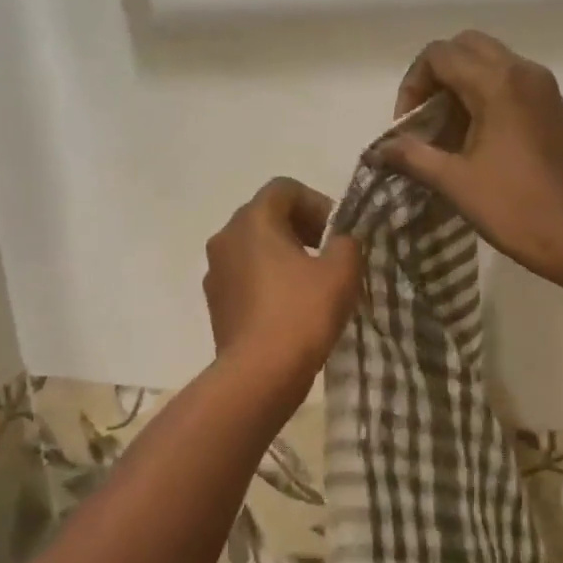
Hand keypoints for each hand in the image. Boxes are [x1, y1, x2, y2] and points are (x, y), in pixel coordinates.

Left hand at [204, 178, 360, 390]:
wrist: (260, 373)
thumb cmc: (302, 312)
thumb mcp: (342, 271)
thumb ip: (347, 243)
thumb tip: (340, 242)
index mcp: (252, 220)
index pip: (284, 189)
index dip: (317, 202)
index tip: (337, 233)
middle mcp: (225, 238)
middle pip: (266, 216)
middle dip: (301, 229)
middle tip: (329, 255)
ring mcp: (215, 272)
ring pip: (254, 249)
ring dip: (284, 256)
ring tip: (312, 284)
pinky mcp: (216, 304)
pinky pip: (246, 278)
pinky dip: (269, 281)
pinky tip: (292, 308)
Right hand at [379, 31, 562, 283]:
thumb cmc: (513, 208)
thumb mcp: (454, 182)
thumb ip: (412, 156)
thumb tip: (378, 150)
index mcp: (498, 83)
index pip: (440, 55)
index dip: (413, 85)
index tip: (408, 127)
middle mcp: (523, 71)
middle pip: (465, 48)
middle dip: (436, 77)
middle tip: (425, 119)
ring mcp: (542, 87)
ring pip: (489, 62)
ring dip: (460, 86)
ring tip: (446, 133)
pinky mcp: (551, 106)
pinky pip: (509, 81)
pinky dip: (484, 95)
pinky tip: (474, 138)